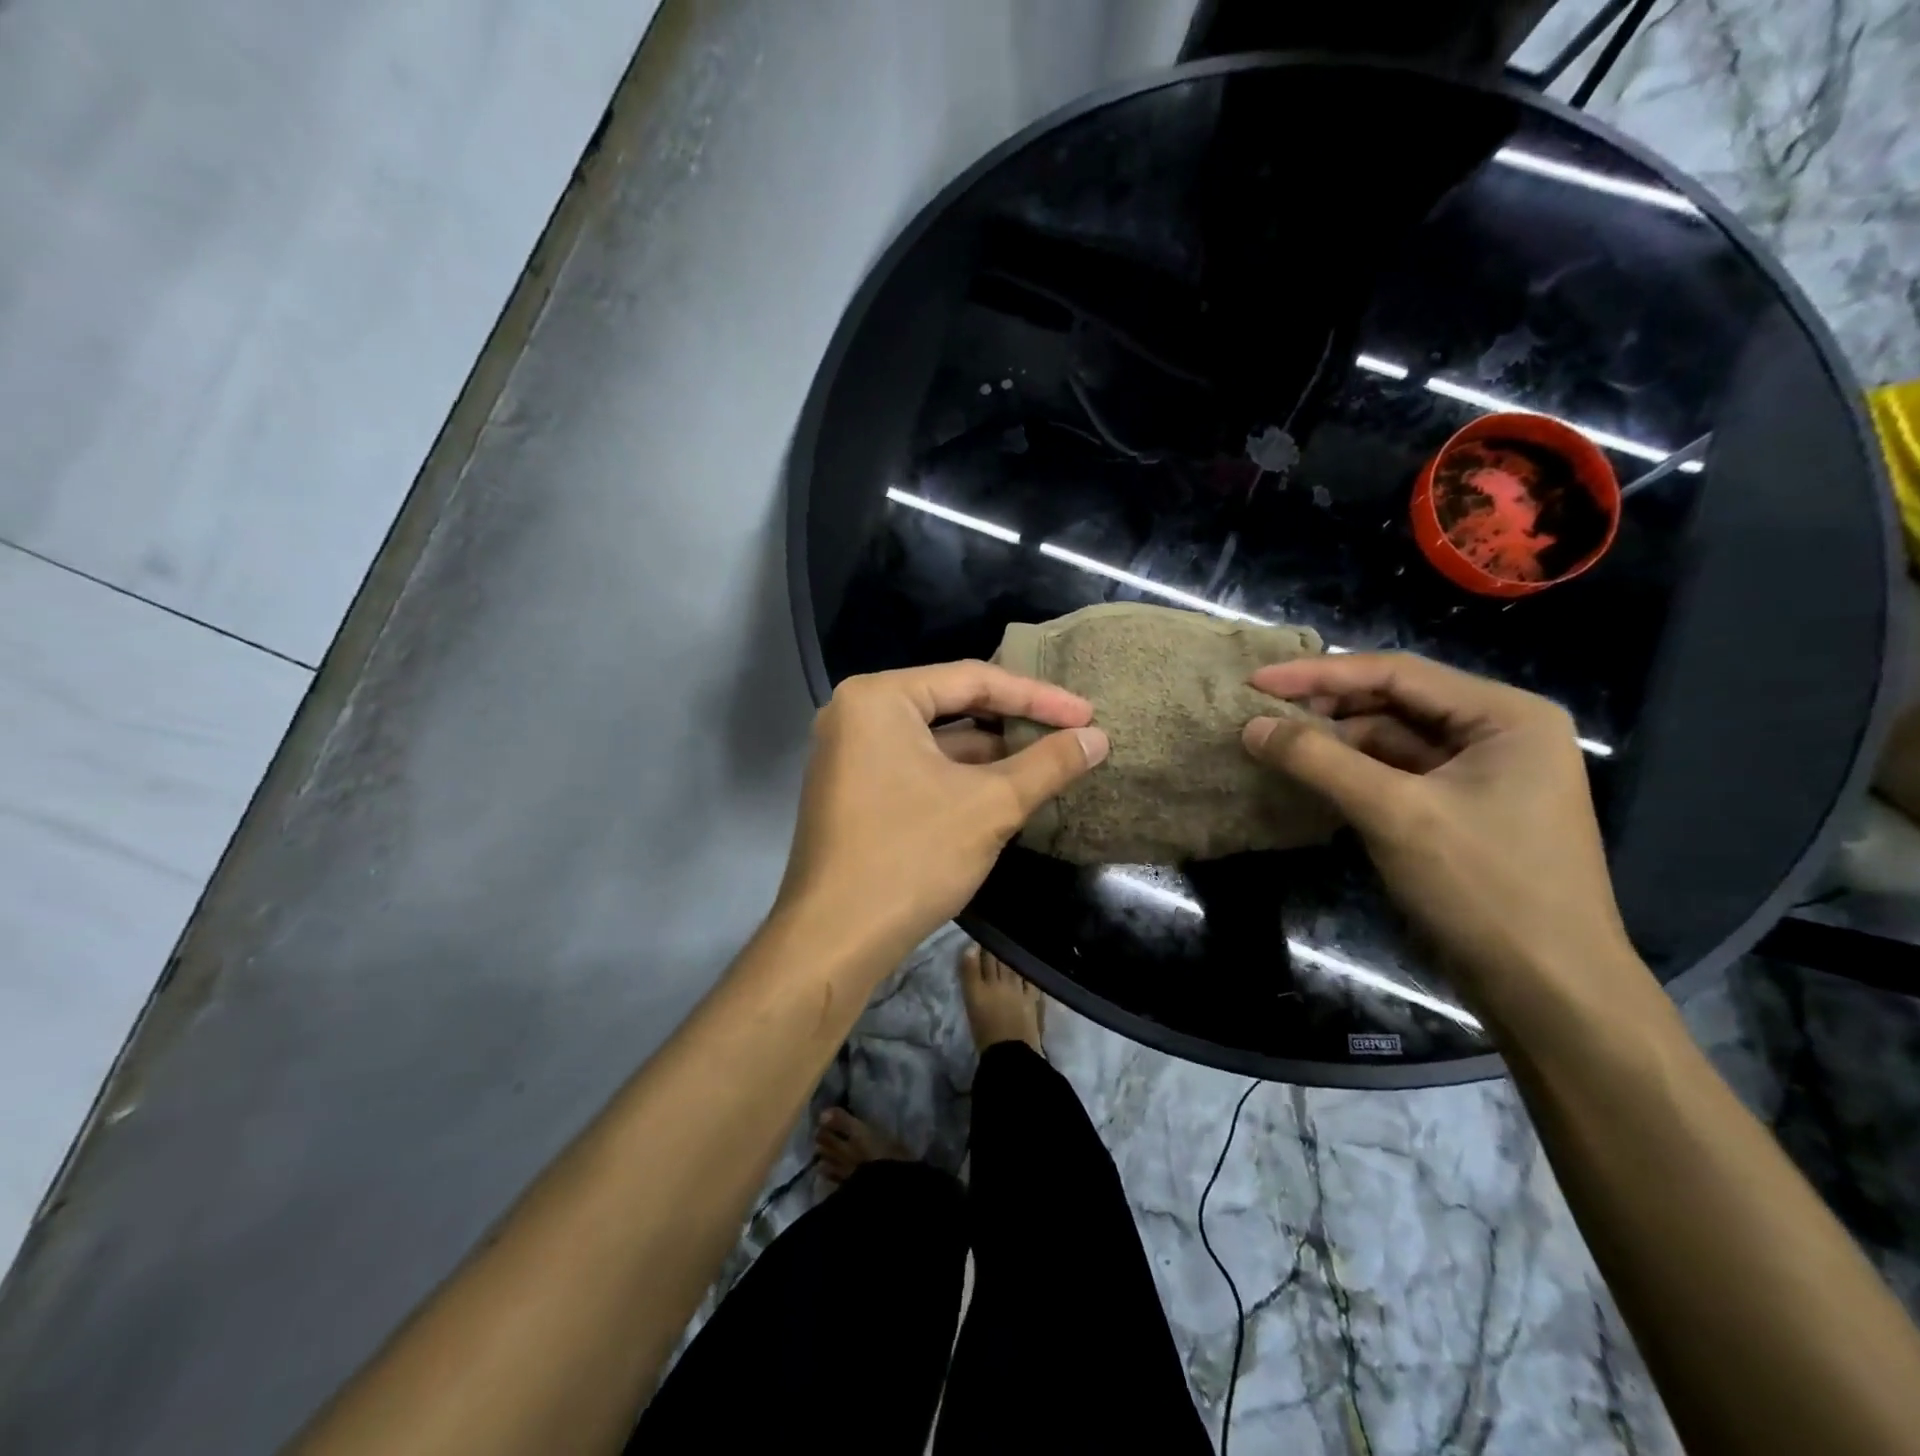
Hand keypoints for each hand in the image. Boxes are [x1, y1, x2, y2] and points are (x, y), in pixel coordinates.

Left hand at [776, 660, 1108, 968]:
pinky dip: (959, 774)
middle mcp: (856, 713)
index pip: (972, 679)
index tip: (1087, 714)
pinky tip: (1004, 787)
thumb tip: (1098, 739)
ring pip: (935, 739)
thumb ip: (1048, 764)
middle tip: (1071, 732)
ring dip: (991, 752)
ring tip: (1049, 760)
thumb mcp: (991, 805)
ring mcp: (849, 753)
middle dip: (1014, 722)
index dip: (1038, 696)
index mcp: (879, 697)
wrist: (835, 939)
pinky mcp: (853, 788)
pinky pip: (916, 765)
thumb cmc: (911, 857)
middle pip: (952, 704)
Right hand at [1242, 652, 1637, 1013]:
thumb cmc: (1483, 888)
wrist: (1548, 991)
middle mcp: (1499, 733)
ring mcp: (1482, 774)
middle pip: (1395, 702)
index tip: (1257, 680)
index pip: (1397, 673)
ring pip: (1392, 740)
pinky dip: (1353, 774)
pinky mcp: (1462, 811)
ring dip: (1335, 742)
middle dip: (1326, 708)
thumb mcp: (1394, 814)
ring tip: (1275, 745)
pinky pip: (1397, 775)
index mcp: (1505, 716)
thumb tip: (1252, 726)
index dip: (1319, 674)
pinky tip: (1310, 777)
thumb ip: (1319, 760)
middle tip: (1261, 713)